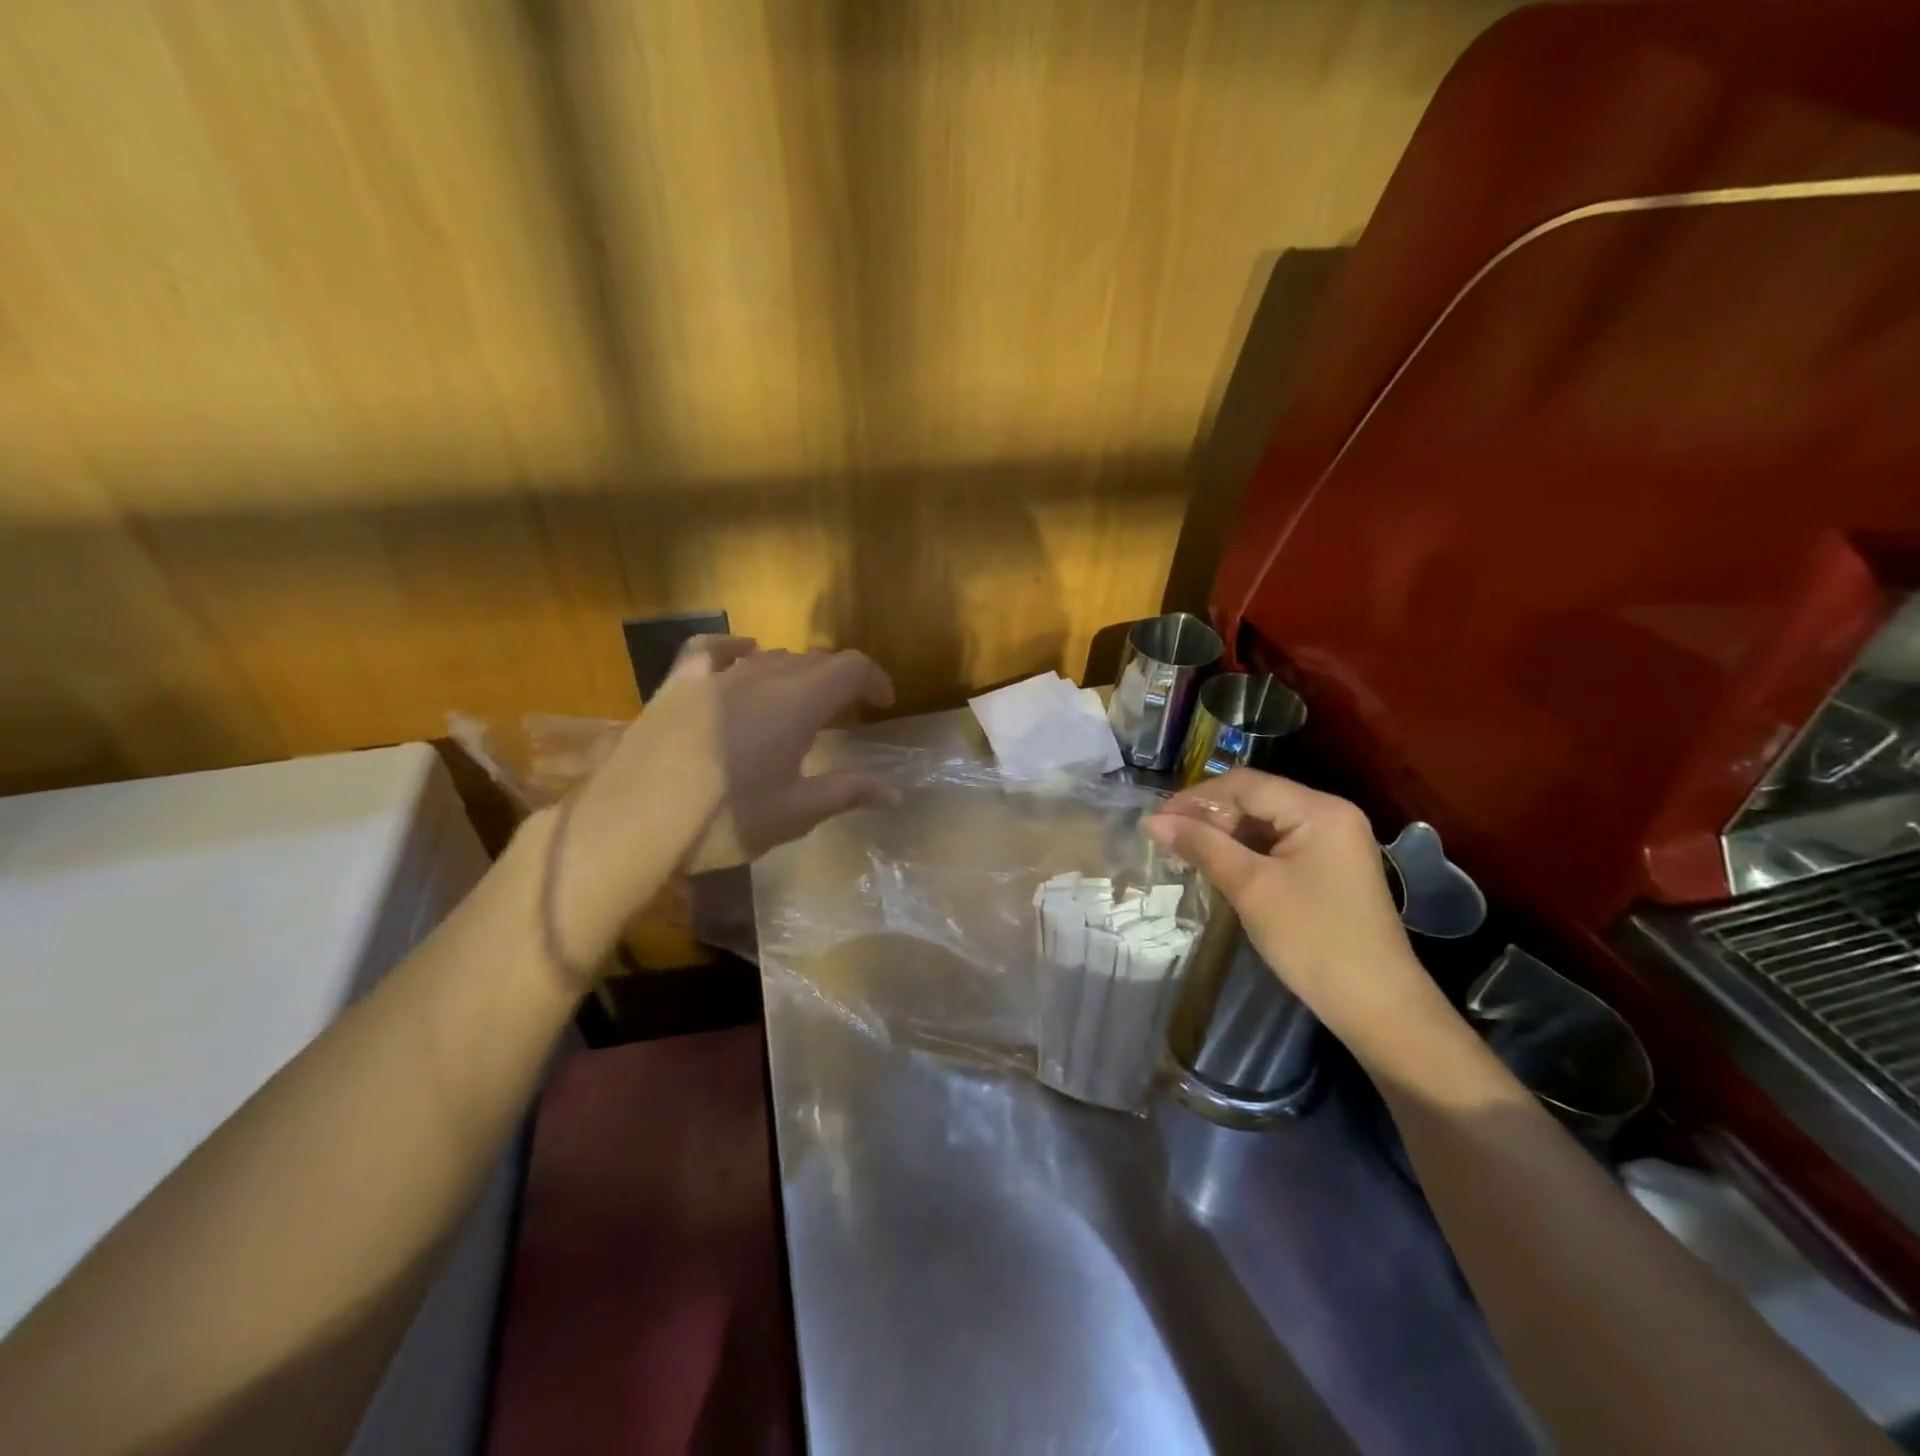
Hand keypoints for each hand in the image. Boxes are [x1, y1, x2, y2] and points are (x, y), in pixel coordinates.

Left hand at [564, 636, 896, 897]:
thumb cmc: (723, 822)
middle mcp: (761, 677)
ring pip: (770, 658)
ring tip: (801, 703)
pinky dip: (734, 649)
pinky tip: (743, 656)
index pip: (850, 668)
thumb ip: (847, 792)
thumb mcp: (794, 813)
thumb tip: (894, 791)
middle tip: (846, 715)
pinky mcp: (677, 684)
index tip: (883, 705)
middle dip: (839, 682)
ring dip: (797, 674)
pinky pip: (710, 651)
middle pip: (813, 661)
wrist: (631, 824)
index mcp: (796, 704)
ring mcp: (714, 676)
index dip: (874, 680)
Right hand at [1144, 769, 1432, 1043]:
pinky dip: (1245, 851)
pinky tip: (1218, 865)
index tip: (1157, 821)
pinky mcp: (1330, 867)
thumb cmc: (1312, 939)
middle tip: (1167, 838)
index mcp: (1319, 810)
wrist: (1377, 1006)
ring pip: (1265, 822)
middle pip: (1257, 799)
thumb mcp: (1250, 887)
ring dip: (1224, 834)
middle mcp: (1331, 814)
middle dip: (1209, 816)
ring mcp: (1334, 842)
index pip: (1246, 785)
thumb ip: (1202, 846)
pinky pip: (1278, 845)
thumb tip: (1154, 822)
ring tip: (1184, 850)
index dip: (1196, 798)